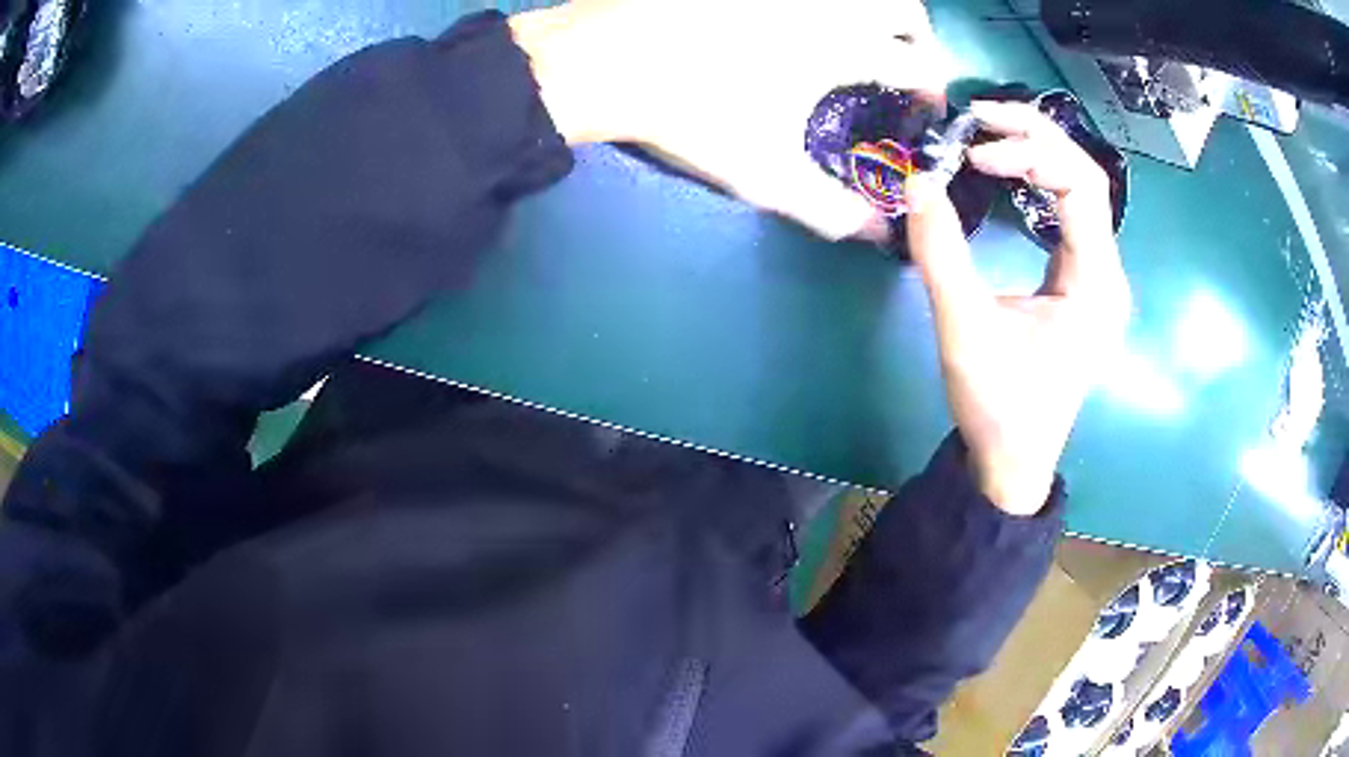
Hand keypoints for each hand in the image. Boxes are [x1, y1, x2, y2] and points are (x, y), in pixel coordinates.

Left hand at [509, 0, 953, 240]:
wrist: (601, 61)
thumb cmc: (689, 115)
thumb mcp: (766, 173)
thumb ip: (831, 208)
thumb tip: (878, 235)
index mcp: (838, 47)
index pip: (917, 64)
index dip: (929, 91)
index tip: (920, 112)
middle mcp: (822, 5)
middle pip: (903, 6)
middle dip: (917, 37)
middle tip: (902, 63)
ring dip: (874, 13)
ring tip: (856, 39)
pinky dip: (825, 6)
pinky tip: (796, 24)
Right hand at [906, 101, 1130, 515]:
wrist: (1014, 460)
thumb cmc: (998, 406)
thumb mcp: (964, 330)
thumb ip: (939, 253)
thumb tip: (915, 181)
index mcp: (1095, 285)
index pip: (1081, 186)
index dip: (1030, 154)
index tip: (975, 155)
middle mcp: (1107, 273)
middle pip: (1086, 176)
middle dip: (1035, 136)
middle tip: (980, 117)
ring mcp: (1098, 277)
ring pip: (1081, 189)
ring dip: (1037, 152)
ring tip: (989, 133)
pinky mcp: (1082, 282)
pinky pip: (1069, 211)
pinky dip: (1038, 180)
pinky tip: (1007, 171)